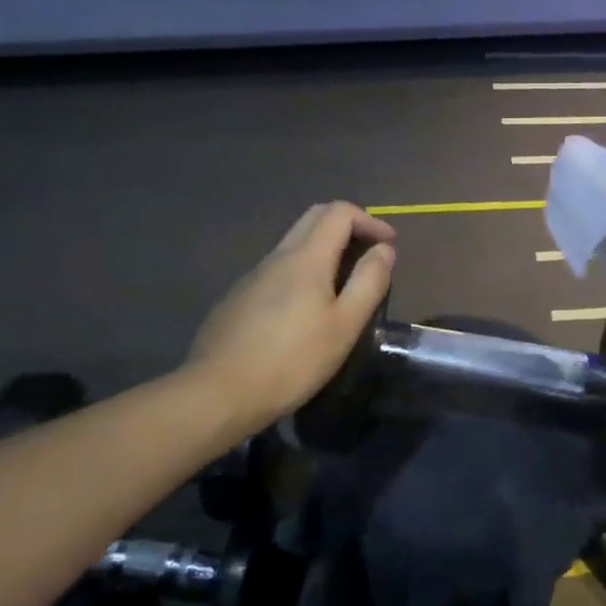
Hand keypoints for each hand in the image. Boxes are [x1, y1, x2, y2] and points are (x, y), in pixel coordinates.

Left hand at [187, 202, 395, 430]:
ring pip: (294, 242)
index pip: (340, 212)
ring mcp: (253, 275)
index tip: (388, 245)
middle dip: (347, 225)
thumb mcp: (344, 326)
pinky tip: (305, 308)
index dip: (370, 221)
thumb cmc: (291, 361)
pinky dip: (302, 269)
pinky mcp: (238, 297)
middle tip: (369, 253)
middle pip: (314, 217)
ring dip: (324, 248)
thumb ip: (368, 282)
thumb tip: (384, 249)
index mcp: (306, 257)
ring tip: (343, 282)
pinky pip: (277, 268)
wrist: (217, 393)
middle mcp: (277, 256)